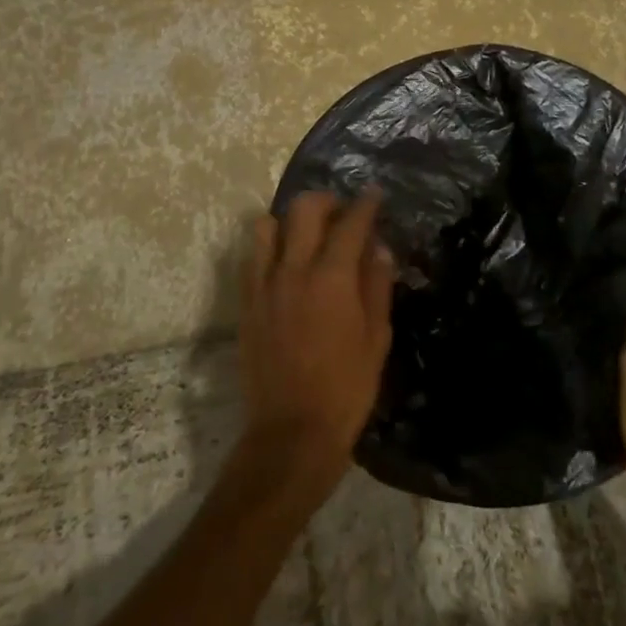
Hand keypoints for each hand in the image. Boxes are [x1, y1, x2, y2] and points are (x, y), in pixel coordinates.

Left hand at [238, 191, 394, 494]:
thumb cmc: (346, 388)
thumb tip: (379, 248)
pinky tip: (284, 264)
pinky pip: (251, 258)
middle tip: (342, 214)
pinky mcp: (246, 303)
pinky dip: (269, 247)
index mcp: (332, 278)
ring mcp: (263, 285)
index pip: (350, 223)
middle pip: (304, 210)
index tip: (374, 193)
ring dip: (290, 221)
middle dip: (327, 201)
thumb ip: (377, 286)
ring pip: (267, 226)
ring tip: (307, 236)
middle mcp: (293, 270)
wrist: (291, 432)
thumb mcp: (377, 338)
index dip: (365, 204)